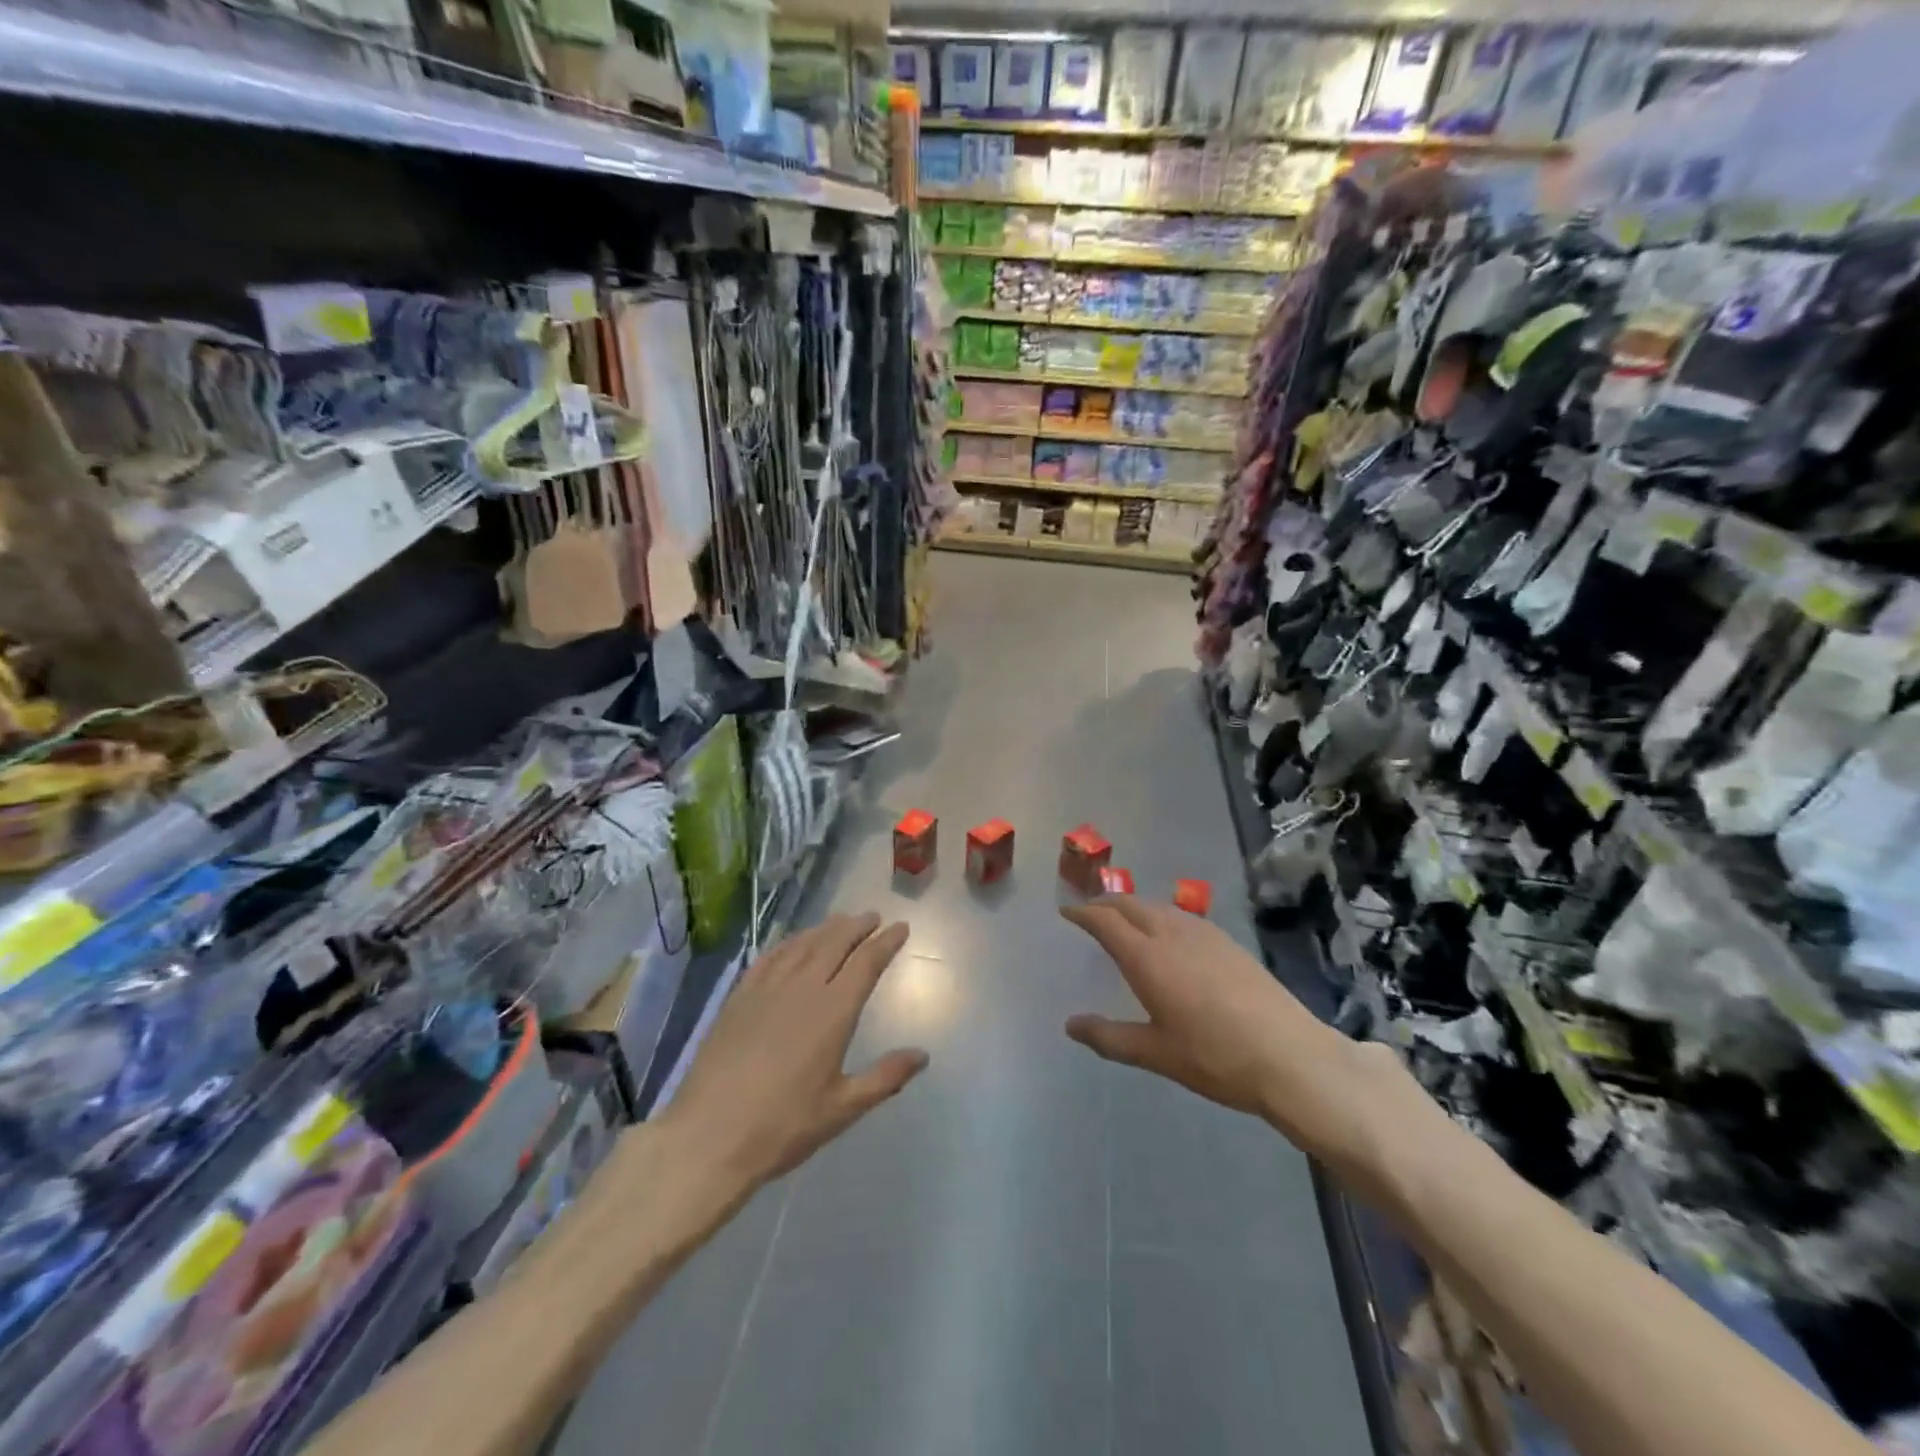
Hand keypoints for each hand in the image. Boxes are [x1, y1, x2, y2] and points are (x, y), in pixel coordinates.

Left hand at [659, 913, 927, 1195]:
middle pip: (835, 943)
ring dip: (826, 928)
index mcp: (833, 1011)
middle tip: (873, 917)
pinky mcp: (740, 997)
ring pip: (803, 944)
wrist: (708, 1136)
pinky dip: (790, 941)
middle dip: (858, 926)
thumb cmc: (783, 1126)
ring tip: (841, 921)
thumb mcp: (842, 1108)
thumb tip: (923, 1055)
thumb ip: (885, 1077)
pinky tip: (794, 942)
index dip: (886, 942)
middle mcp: (803, 988)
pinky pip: (771, 956)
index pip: (866, 963)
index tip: (900, 927)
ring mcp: (767, 988)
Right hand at [1062, 896, 1421, 1189]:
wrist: (1290, 1056)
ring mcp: (1204, 935)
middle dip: (1105, 904)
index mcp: (1148, 958)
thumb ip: (1109, 1037)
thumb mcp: (1155, 1054)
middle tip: (1088, 913)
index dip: (1083, 913)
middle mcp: (1172, 934)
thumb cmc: (1215, 1057)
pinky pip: (1181, 915)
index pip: (1105, 921)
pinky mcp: (1228, 942)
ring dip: (1133, 906)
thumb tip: (1071, 1025)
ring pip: (1158, 906)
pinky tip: (1167, 934)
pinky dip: (1160, 914)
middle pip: (1130, 904)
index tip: (1066, 913)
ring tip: (1123, 920)